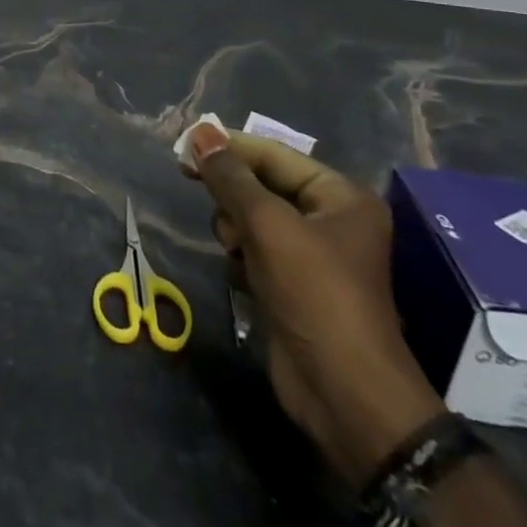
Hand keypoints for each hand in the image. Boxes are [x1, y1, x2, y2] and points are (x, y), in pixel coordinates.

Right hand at [187, 126, 443, 485]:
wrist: (344, 394)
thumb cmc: (315, 295)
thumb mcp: (268, 226)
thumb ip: (231, 178)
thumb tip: (200, 132)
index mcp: (340, 197)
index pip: (273, 155)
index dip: (228, 148)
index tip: (182, 147)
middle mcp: (330, 220)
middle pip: (262, 185)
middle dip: (233, 195)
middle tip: (203, 197)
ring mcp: (312, 255)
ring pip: (253, 218)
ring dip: (235, 228)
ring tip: (234, 249)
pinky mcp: (293, 285)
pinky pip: (255, 250)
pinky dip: (242, 256)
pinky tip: (240, 272)